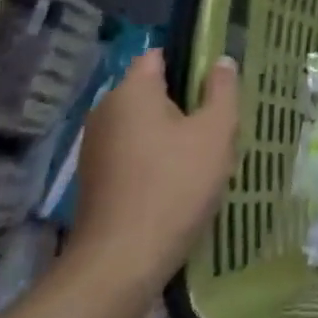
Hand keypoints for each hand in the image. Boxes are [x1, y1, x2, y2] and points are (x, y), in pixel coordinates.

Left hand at [64, 51, 239, 299]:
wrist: (121, 261)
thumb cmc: (175, 185)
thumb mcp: (215, 133)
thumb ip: (222, 91)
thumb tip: (222, 61)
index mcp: (131, 91)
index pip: (159, 55)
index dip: (190, 61)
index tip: (218, 83)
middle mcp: (106, 111)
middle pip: (152, 90)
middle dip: (186, 102)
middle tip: (220, 124)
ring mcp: (96, 146)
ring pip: (143, 124)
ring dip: (172, 133)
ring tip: (204, 155)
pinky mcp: (95, 178)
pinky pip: (133, 151)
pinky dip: (155, 158)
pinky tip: (179, 181)